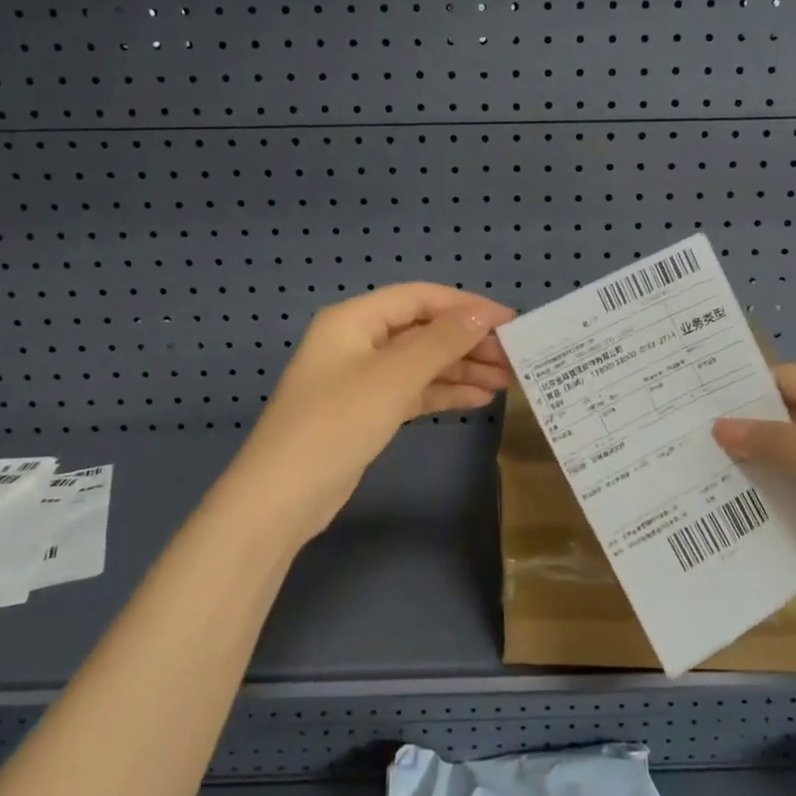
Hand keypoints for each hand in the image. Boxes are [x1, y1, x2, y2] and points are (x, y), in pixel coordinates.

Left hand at [224, 284, 515, 541]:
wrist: (282, 497)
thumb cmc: (336, 423)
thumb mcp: (393, 377)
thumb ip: (440, 341)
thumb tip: (482, 312)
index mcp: (354, 319)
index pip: (419, 298)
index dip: (465, 306)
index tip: (509, 321)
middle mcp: (358, 341)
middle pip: (422, 330)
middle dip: (467, 341)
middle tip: (513, 357)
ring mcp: (361, 378)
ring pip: (421, 363)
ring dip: (461, 368)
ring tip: (507, 379)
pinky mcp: (367, 411)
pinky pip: (413, 391)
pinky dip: (443, 393)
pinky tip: (478, 399)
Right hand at [712, 364, 795, 588]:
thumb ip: (775, 443)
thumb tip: (717, 428)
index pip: (785, 381)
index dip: (742, 393)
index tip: (692, 407)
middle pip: (785, 420)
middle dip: (743, 434)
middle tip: (686, 444)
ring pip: (790, 459)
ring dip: (757, 469)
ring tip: (699, 477)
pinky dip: (776, 497)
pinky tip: (736, 509)